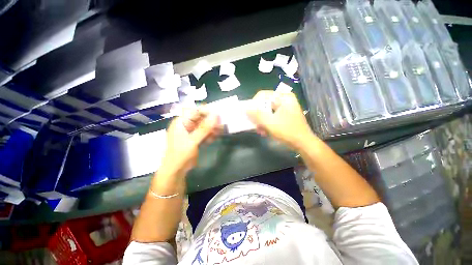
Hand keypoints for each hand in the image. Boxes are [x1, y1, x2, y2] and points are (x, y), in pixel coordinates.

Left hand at [160, 107, 221, 177]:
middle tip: (220, 124)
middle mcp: (186, 125)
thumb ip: (204, 128)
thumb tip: (216, 115)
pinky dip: (209, 135)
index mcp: (181, 122)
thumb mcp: (193, 140)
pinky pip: (204, 133)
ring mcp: (191, 132)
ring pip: (204, 126)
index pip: (194, 110)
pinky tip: (213, 139)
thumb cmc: (181, 154)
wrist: (176, 170)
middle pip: (200, 118)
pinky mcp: (195, 138)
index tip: (217, 114)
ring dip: (212, 129)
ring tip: (218, 132)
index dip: (206, 111)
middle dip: (211, 121)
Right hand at [247, 90, 313, 150]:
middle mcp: (284, 101)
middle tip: (253, 123)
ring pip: (267, 112)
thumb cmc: (287, 131)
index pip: (263, 95)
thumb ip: (256, 115)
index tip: (249, 114)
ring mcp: (285, 109)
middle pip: (265, 104)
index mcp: (283, 97)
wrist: (303, 143)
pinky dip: (267, 124)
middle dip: (258, 115)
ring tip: (259, 130)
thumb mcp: (269, 122)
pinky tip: (265, 132)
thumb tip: (246, 109)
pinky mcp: (284, 116)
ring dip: (261, 121)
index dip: (254, 103)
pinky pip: (271, 117)